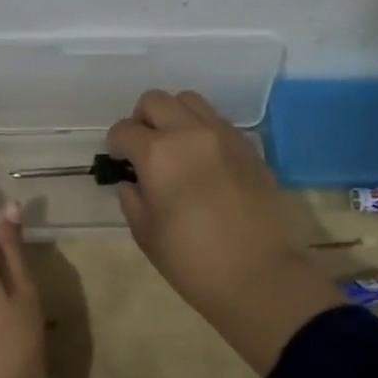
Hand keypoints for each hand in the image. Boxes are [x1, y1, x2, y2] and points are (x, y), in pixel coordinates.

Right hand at [107, 90, 339, 372]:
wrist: (261, 276)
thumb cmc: (192, 261)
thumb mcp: (146, 233)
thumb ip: (132, 198)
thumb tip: (132, 181)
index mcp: (158, 153)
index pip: (123, 130)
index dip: (116, 146)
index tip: (120, 163)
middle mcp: (190, 132)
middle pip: (155, 100)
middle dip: (142, 121)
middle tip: (144, 150)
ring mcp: (224, 135)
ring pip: (189, 101)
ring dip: (173, 117)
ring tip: (175, 148)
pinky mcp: (249, 146)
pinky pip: (217, 121)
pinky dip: (201, 130)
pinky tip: (203, 162)